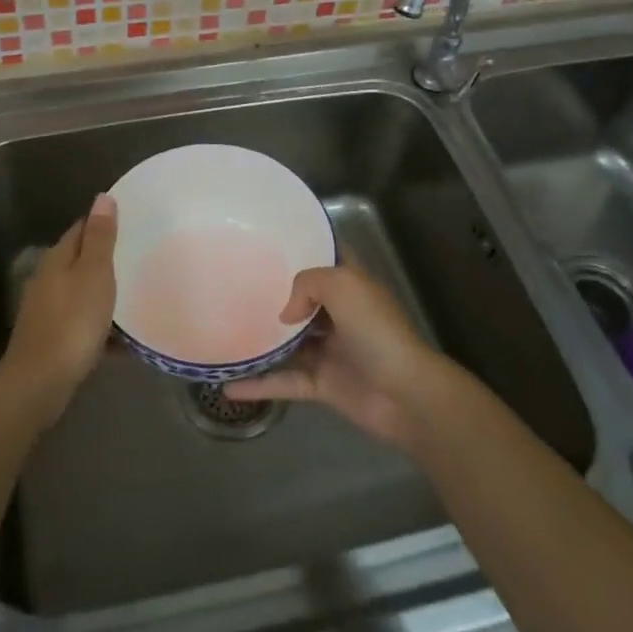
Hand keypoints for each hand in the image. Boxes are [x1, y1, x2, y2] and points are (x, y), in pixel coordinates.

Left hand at [0, 194, 117, 428]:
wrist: (40, 383)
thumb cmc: (72, 321)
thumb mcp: (94, 274)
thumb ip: (100, 237)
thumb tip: (102, 197)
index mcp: (57, 259)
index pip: (81, 228)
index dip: (104, 222)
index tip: (132, 222)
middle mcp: (48, 280)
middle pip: (80, 261)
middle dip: (107, 259)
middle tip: (141, 257)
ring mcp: (48, 311)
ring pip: (82, 293)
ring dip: (105, 294)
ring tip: (137, 295)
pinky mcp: (53, 340)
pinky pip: (83, 325)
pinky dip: (102, 328)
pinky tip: (124, 341)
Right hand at [225, 264, 459, 450]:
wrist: (405, 394)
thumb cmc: (377, 330)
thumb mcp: (342, 285)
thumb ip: (306, 284)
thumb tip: (286, 313)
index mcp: (351, 285)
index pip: (330, 256)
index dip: (308, 243)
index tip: (273, 238)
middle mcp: (340, 314)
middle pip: (304, 299)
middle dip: (276, 292)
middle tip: (237, 283)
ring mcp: (331, 350)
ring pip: (291, 341)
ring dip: (264, 339)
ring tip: (226, 329)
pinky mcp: (324, 384)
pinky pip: (286, 381)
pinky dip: (260, 385)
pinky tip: (229, 386)